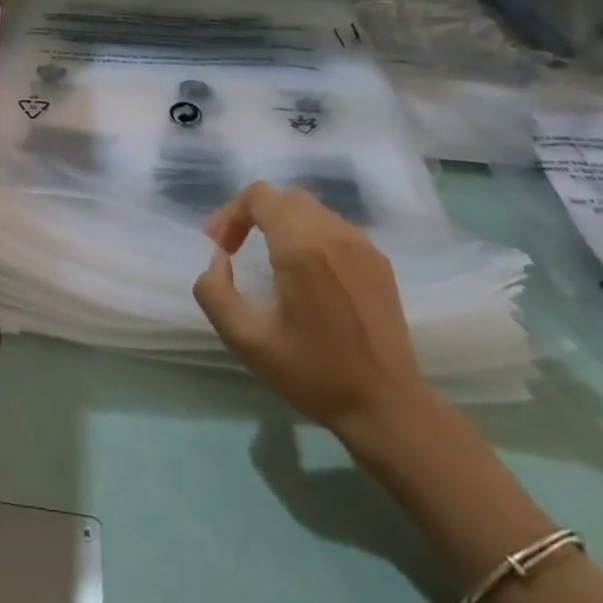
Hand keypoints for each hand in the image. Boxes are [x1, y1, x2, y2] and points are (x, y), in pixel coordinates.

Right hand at [193, 182, 431, 437]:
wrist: (387, 407)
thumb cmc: (313, 372)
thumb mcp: (246, 339)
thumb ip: (214, 291)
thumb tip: (219, 260)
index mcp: (300, 247)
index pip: (259, 196)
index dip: (231, 213)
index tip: (221, 248)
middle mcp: (333, 234)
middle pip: (284, 197)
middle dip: (253, 214)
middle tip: (237, 248)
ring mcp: (362, 245)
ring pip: (311, 209)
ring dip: (282, 223)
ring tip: (270, 260)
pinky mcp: (379, 261)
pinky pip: (335, 228)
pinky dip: (311, 235)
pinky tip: (307, 274)